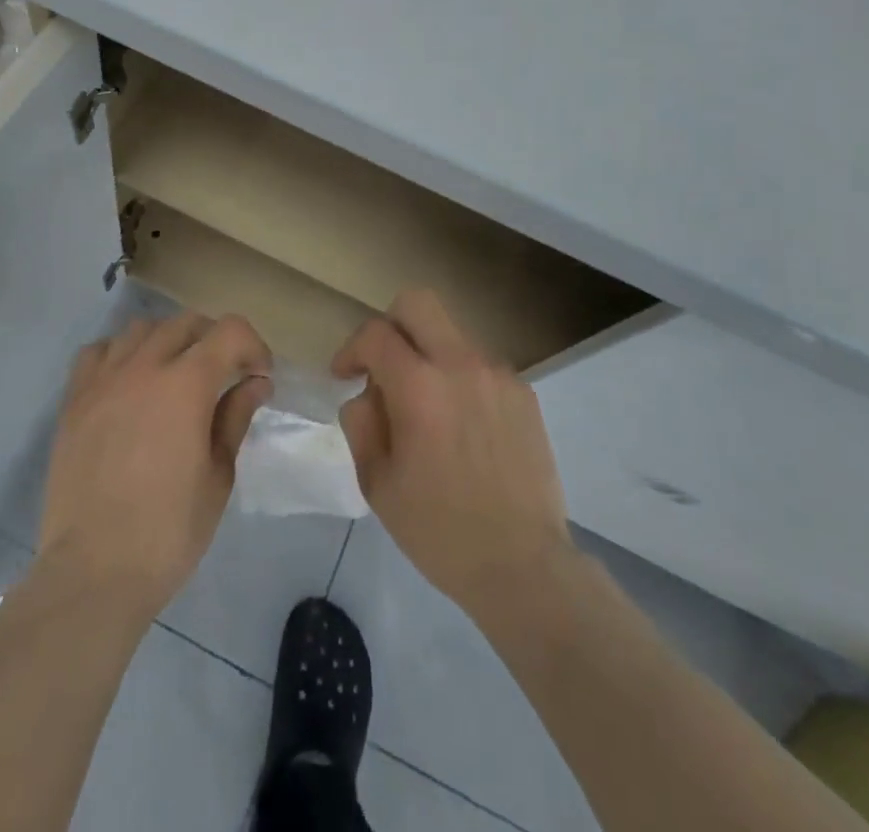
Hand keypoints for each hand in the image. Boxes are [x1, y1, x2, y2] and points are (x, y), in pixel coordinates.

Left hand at [38, 312, 272, 620]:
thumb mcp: (218, 476)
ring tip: (174, 374)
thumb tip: (255, 383)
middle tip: (224, 375)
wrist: (93, 571)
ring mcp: (103, 380)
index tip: (259, 376)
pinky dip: (120, 354)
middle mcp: (143, 367)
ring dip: (168, 341)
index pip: (229, 331)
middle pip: (186, 322)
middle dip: (214, 340)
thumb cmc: (168, 531)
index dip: (253, 346)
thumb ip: (235, 418)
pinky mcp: (74, 400)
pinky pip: (98, 351)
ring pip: (141, 329)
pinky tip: (129, 382)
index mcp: (186, 384)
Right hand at [334, 290, 574, 616]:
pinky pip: (479, 364)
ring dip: (427, 354)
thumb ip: (361, 421)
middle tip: (383, 366)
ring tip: (427, 408)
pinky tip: (462, 426)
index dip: (351, 348)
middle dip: (390, 325)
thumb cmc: (439, 530)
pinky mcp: (523, 392)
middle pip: (417, 303)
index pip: (375, 332)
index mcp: (419, 387)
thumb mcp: (377, 481)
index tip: (344, 375)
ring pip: (451, 333)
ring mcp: (498, 375)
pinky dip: (459, 378)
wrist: (524, 566)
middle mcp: (461, 365)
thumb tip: (368, 392)